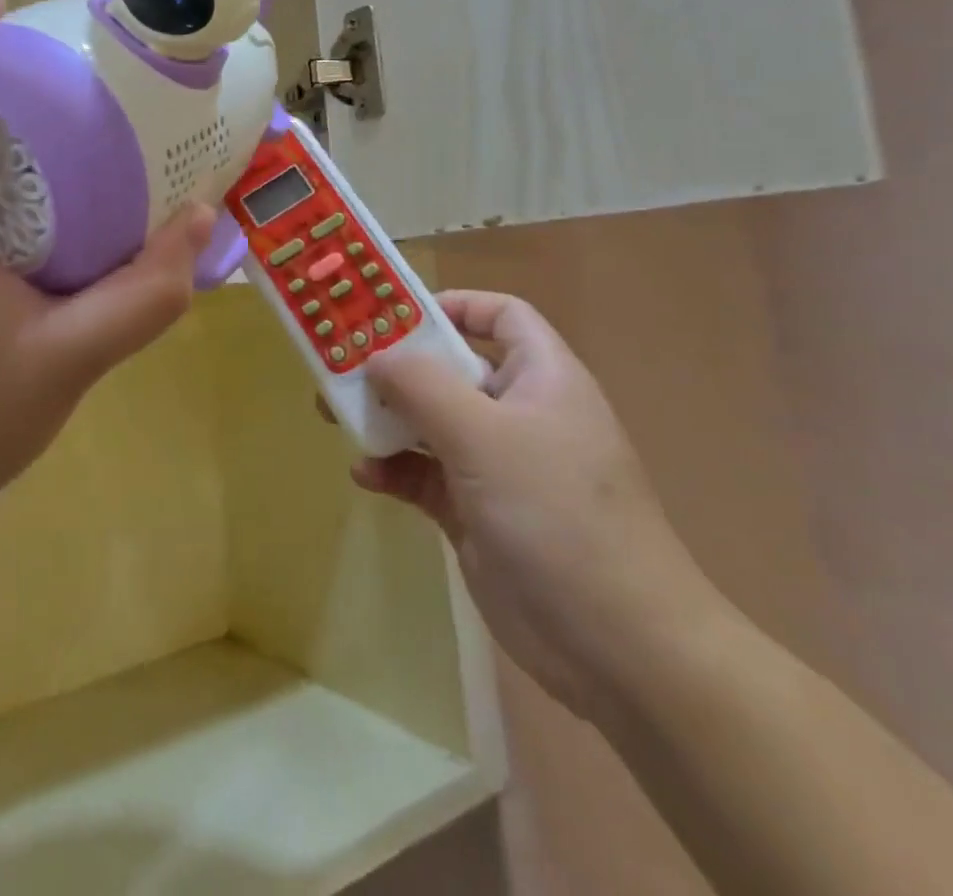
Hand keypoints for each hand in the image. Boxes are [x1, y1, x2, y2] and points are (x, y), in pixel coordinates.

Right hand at [362, 292, 729, 725]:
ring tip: (335, 416)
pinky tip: (366, 477)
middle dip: (397, 366)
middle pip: (453, 368)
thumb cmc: (555, 514)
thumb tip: (376, 355)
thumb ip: (422, 386)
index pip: (500, 315)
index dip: (452, 305)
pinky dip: (396, 470)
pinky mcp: (478, 513)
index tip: (393, 315)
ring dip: (387, 419)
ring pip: (432, 423)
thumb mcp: (482, 436)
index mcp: (541, 377)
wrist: (617, 646)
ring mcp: (498, 466)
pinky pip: (426, 475)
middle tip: (341, 365)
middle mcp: (521, 413)